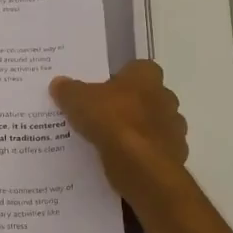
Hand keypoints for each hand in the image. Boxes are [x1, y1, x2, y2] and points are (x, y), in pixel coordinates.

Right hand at [50, 59, 188, 198]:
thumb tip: (58, 83)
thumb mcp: (78, 100)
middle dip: (130, 105)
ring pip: (154, 125)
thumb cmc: (111, 120)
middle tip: (104, 116)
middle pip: (148, 97)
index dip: (122, 78)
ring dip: (138, 130)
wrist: (139, 163)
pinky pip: (155, 150)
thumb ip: (69, 90)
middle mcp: (166, 97)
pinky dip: (142, 154)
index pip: (138, 68)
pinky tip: (123, 160)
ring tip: (112, 142)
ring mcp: (174, 128)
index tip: (104, 90)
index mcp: (146, 76)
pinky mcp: (174, 154)